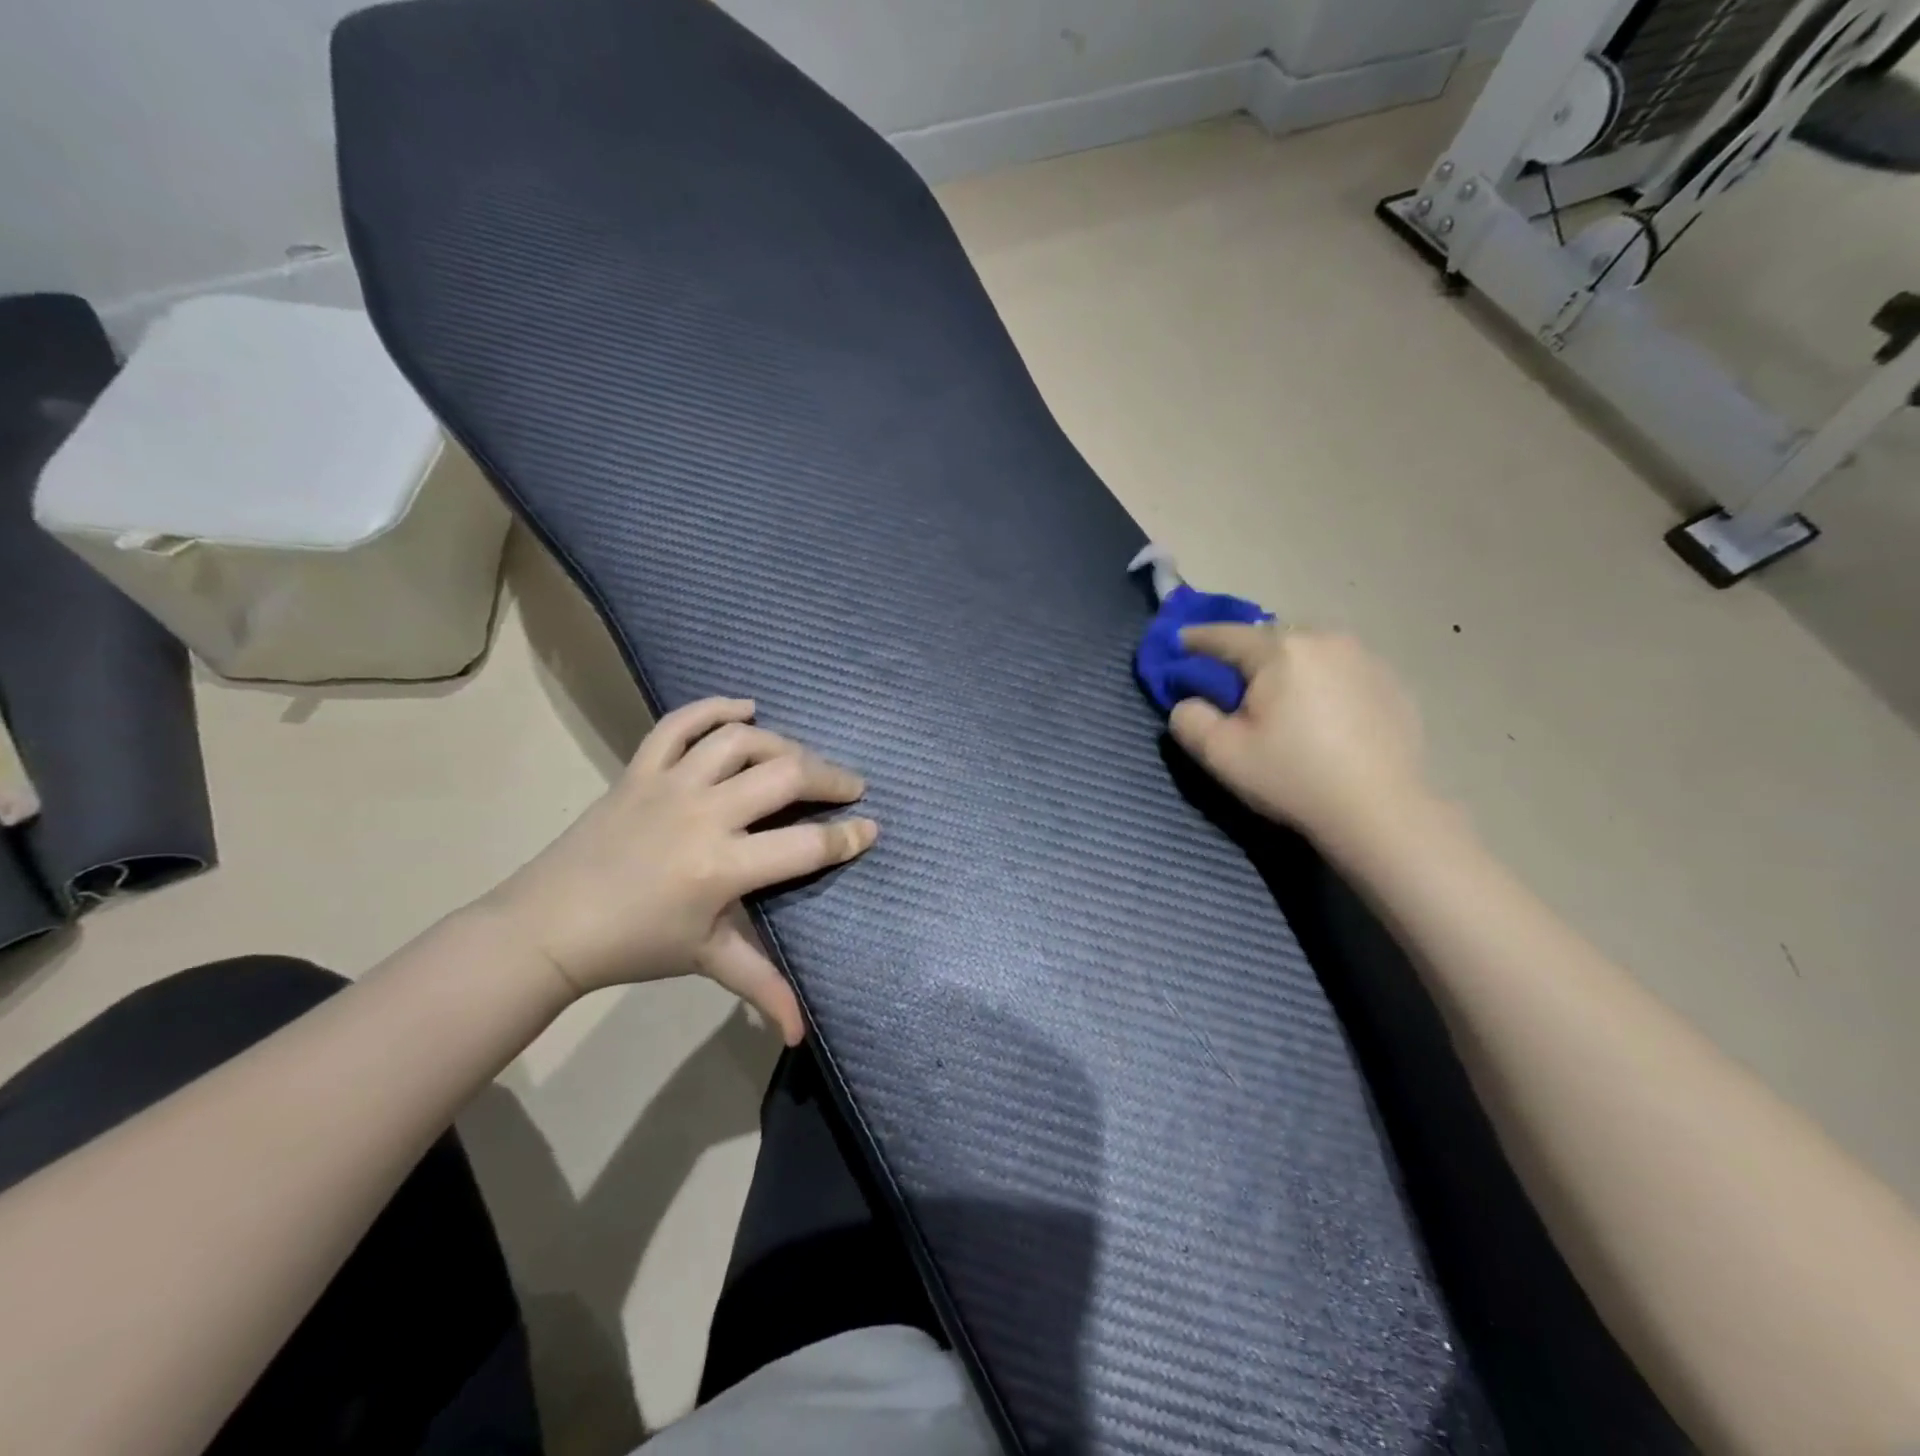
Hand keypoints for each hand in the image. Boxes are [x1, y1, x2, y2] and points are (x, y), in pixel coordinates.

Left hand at [483, 698, 875, 1042]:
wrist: (548, 926)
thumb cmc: (635, 945)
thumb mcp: (706, 959)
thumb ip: (761, 986)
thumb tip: (802, 1034)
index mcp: (722, 866)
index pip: (806, 845)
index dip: (848, 837)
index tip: (872, 829)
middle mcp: (703, 814)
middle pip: (786, 776)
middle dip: (831, 778)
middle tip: (851, 787)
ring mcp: (669, 784)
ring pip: (740, 741)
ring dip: (782, 743)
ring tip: (801, 759)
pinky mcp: (640, 769)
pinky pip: (679, 724)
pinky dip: (715, 707)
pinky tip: (747, 708)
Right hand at [1169, 625, 1430, 845]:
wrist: (1381, 811)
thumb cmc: (1293, 778)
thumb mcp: (1221, 755)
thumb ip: (1189, 719)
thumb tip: (1188, 702)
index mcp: (1280, 651)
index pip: (1225, 635)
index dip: (1196, 639)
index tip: (1178, 641)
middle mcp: (1325, 640)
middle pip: (1270, 639)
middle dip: (1246, 656)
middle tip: (1231, 685)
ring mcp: (1366, 658)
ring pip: (1309, 651)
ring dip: (1287, 667)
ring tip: (1280, 699)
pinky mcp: (1392, 682)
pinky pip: (1341, 670)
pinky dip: (1322, 682)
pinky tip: (1322, 715)